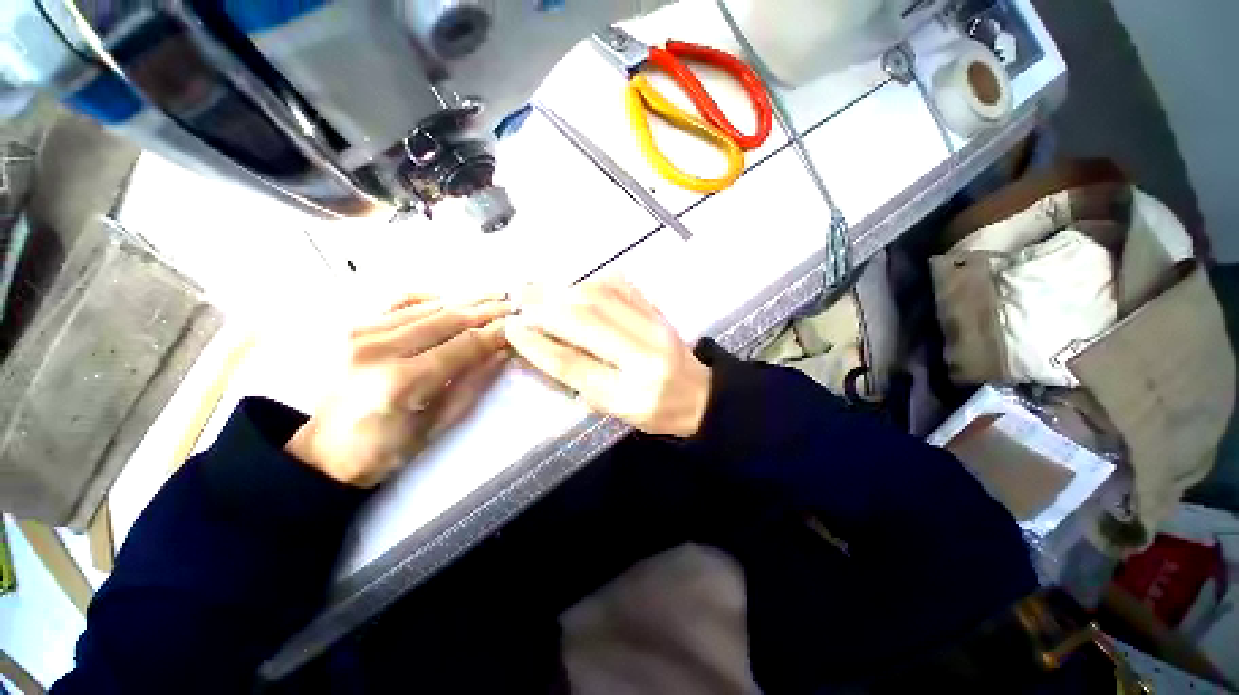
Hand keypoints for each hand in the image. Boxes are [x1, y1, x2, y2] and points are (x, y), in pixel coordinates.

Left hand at [285, 295, 511, 486]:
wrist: (325, 452)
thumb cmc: (387, 448)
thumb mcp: (439, 424)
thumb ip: (473, 383)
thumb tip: (503, 352)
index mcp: (403, 381)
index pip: (464, 345)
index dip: (496, 333)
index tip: (519, 325)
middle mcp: (380, 349)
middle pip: (449, 319)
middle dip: (487, 310)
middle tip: (513, 303)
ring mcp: (362, 333)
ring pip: (429, 307)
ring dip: (466, 299)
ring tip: (494, 294)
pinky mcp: (354, 329)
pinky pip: (400, 303)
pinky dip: (430, 298)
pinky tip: (451, 298)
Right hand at [505, 278, 710, 436]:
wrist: (700, 395)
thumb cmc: (653, 412)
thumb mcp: (614, 410)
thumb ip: (579, 381)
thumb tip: (541, 347)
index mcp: (630, 395)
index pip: (574, 365)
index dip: (538, 345)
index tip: (512, 328)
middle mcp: (645, 357)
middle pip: (587, 322)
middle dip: (546, 307)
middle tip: (520, 298)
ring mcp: (656, 328)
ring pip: (603, 297)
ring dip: (566, 291)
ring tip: (541, 290)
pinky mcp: (660, 312)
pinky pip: (622, 287)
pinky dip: (592, 282)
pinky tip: (576, 286)